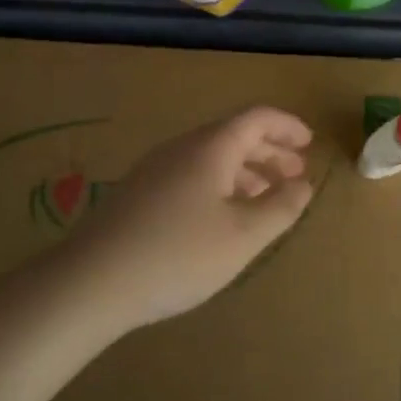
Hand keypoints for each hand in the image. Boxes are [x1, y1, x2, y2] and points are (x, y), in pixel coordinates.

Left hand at [57, 106, 315, 332]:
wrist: (91, 282)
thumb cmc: (179, 254)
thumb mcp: (244, 235)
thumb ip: (280, 207)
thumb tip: (303, 185)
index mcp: (211, 148)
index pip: (256, 118)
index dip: (287, 127)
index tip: (309, 144)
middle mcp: (181, 149)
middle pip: (233, 135)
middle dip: (270, 151)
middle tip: (294, 173)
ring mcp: (155, 170)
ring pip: (211, 157)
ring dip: (245, 170)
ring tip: (265, 196)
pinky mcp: (138, 194)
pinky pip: (191, 175)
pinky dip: (219, 184)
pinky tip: (221, 216)